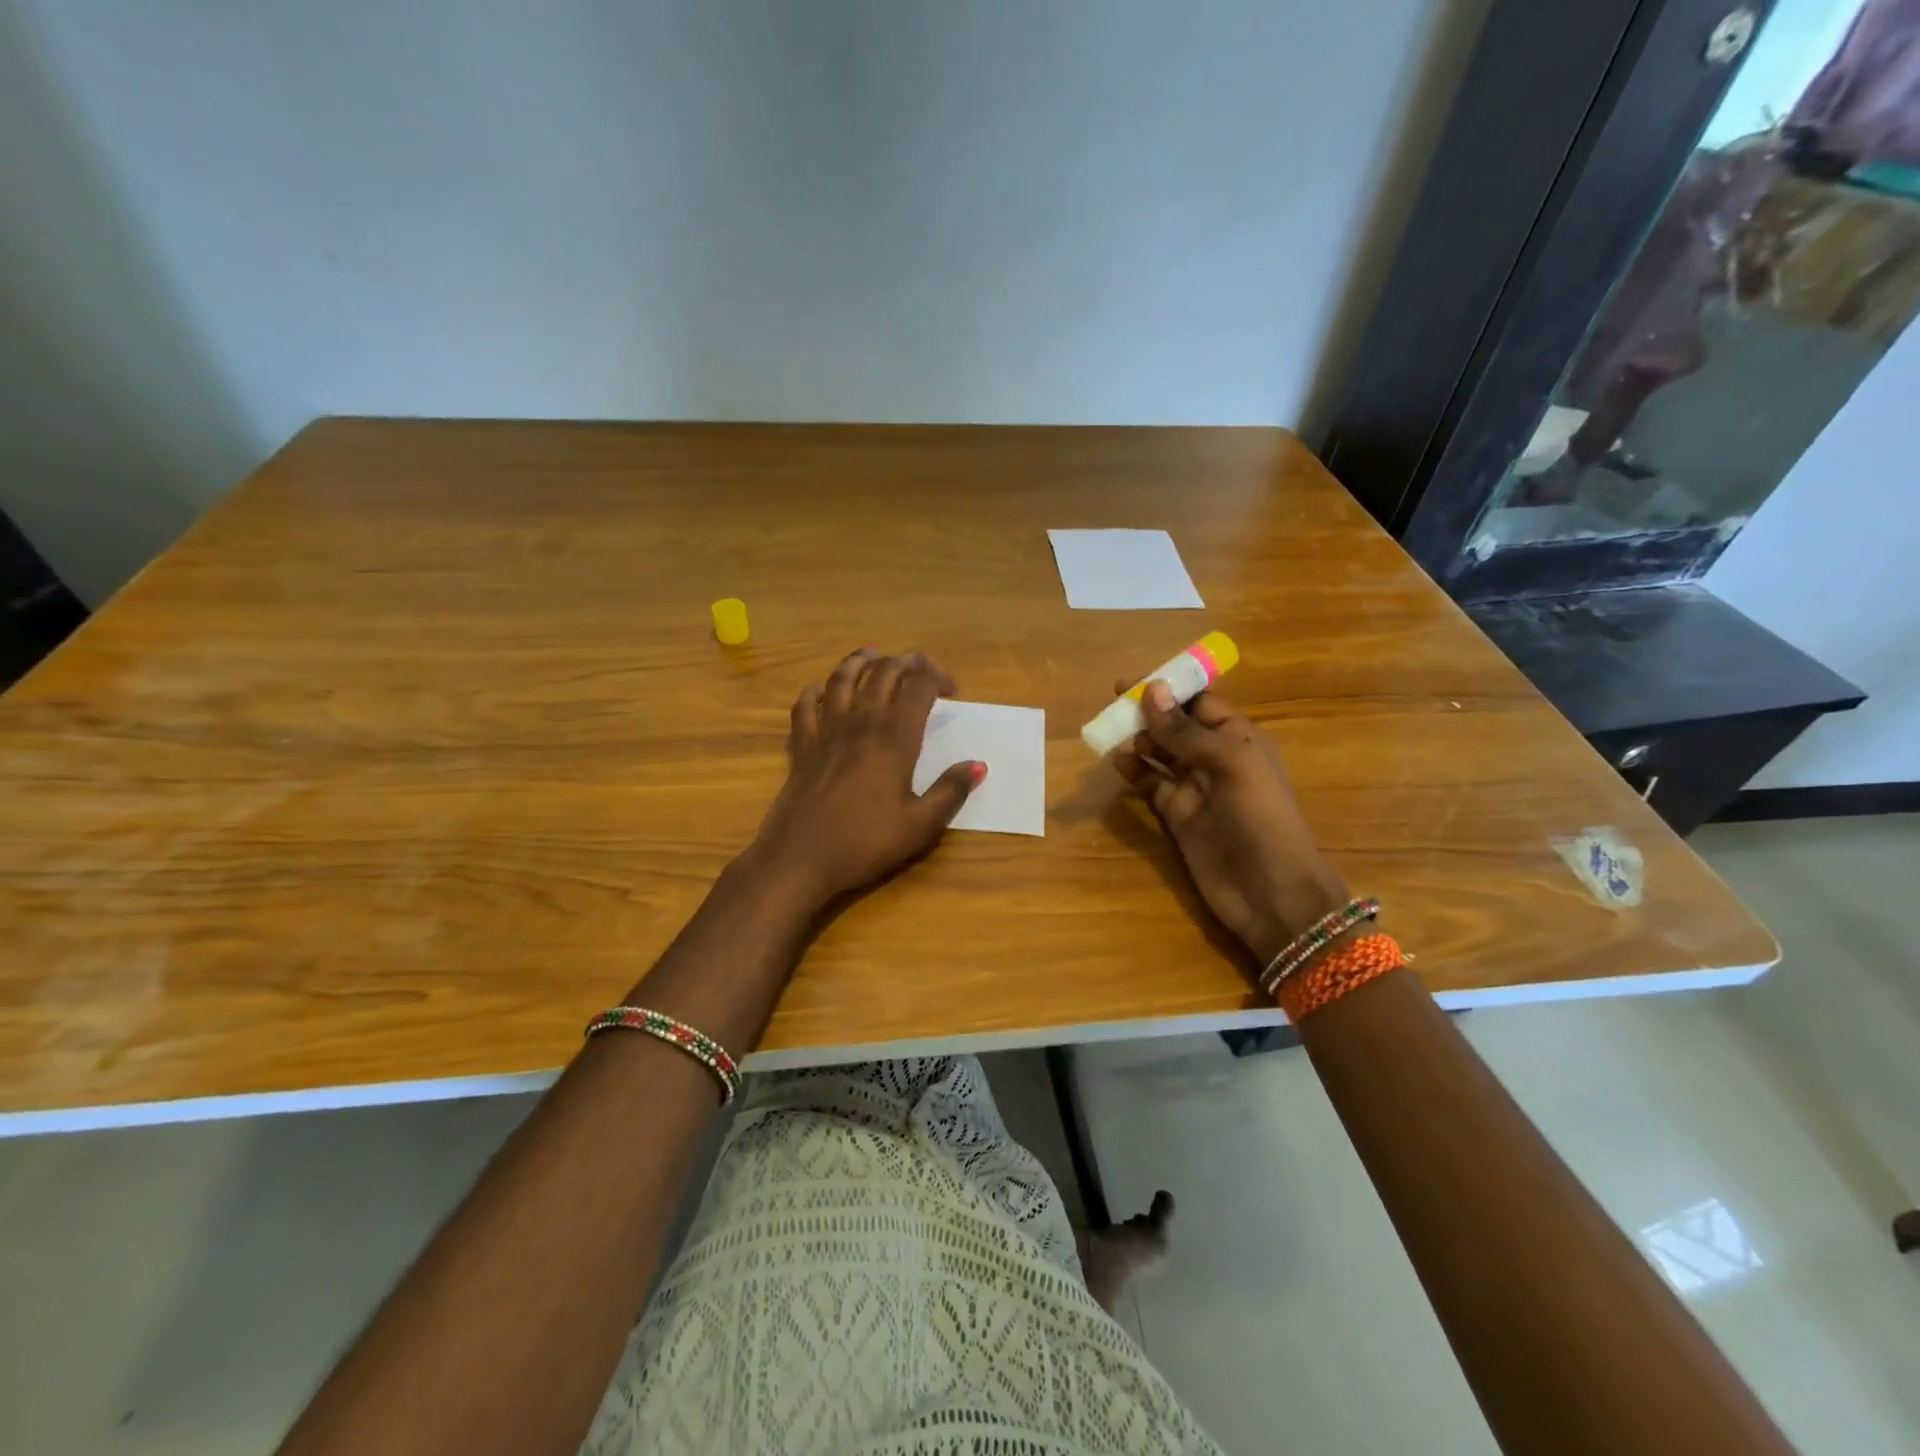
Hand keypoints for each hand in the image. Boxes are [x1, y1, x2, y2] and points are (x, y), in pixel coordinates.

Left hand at [743, 648, 982, 909]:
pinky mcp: (802, 747)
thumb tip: (977, 766)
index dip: (938, 677)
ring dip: (859, 661)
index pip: (919, 687)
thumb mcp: (920, 825)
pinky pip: (805, 707)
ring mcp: (826, 732)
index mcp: (894, 738)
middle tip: (921, 666)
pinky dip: (814, 692)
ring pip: (841, 680)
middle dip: (905, 662)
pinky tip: (820, 690)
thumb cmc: (865, 843)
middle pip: (882, 673)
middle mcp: (860, 723)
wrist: (799, 859)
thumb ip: (950, 792)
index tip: (952, 691)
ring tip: (872, 653)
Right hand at [1114, 682, 1347, 966]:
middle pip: (1176, 726)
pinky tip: (1118, 764)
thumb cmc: (1260, 819)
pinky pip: (1151, 785)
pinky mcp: (1176, 816)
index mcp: (1239, 738)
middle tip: (1113, 704)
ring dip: (1138, 741)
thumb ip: (1186, 732)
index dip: (1170, 689)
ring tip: (1112, 734)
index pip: (1200, 703)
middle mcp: (1215, 758)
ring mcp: (1194, 788)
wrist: (1270, 893)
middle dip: (1148, 713)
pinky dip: (1135, 772)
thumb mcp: (1229, 764)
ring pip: (1159, 754)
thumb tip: (1151, 690)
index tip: (1135, 680)